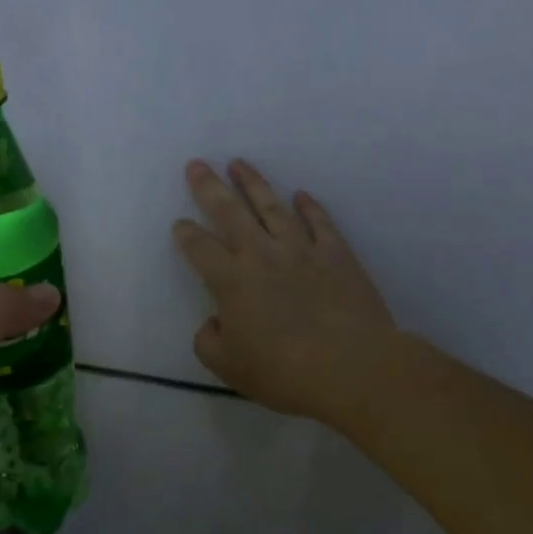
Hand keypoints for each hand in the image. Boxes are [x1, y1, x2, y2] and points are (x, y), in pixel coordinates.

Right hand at [174, 159, 401, 427]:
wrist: (352, 367)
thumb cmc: (284, 371)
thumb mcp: (228, 368)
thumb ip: (209, 341)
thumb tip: (213, 322)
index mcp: (230, 281)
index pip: (200, 248)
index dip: (186, 233)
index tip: (179, 224)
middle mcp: (261, 255)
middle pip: (230, 212)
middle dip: (210, 187)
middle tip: (197, 164)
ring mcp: (301, 250)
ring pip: (272, 207)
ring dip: (254, 183)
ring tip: (239, 163)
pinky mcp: (337, 255)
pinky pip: (320, 223)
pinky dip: (310, 207)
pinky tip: (301, 195)